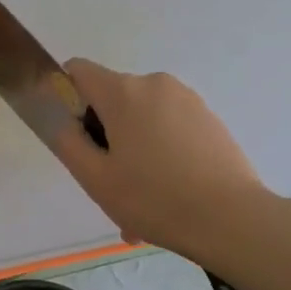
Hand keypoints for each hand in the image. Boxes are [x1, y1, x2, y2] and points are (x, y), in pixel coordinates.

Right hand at [52, 58, 267, 260]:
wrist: (231, 218)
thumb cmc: (154, 199)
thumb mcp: (96, 178)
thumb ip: (68, 141)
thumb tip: (59, 117)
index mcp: (123, 92)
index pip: (78, 71)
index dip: (67, 98)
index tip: (75, 136)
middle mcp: (155, 84)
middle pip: (113, 99)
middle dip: (106, 136)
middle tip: (111, 185)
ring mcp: (187, 99)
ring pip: (143, 119)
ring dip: (134, 151)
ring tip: (142, 202)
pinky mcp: (209, 118)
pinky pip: (171, 129)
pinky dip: (162, 154)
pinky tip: (169, 196)